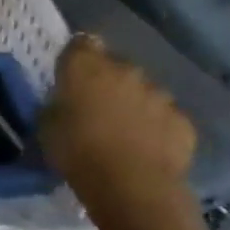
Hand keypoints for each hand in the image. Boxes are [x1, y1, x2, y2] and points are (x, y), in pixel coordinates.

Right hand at [38, 34, 196, 229]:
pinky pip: (166, 117)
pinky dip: (158, 127)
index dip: (77, 57)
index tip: (72, 75)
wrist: (131, 186)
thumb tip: (64, 104)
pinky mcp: (183, 121)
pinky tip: (149, 149)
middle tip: (98, 108)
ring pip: (144, 91)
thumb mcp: (47, 126)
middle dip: (108, 81)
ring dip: (135, 104)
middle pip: (115, 66)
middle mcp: (124, 70)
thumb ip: (57, 105)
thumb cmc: (77, 151)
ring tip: (126, 132)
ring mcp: (159, 94)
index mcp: (84, 66)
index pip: (81, 43)